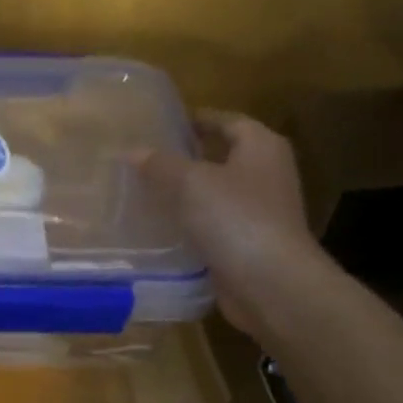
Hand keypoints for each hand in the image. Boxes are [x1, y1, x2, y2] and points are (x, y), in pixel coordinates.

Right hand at [138, 111, 327, 338]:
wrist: (271, 283)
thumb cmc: (236, 219)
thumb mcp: (190, 183)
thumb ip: (160, 164)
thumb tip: (132, 151)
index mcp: (261, 147)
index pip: (228, 121)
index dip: (198, 119)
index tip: (165, 123)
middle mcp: (266, 174)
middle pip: (223, 157)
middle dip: (187, 157)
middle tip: (146, 158)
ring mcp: (259, 212)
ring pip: (215, 194)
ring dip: (186, 193)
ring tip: (145, 192)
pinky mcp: (247, 244)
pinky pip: (213, 226)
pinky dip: (190, 224)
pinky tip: (160, 229)